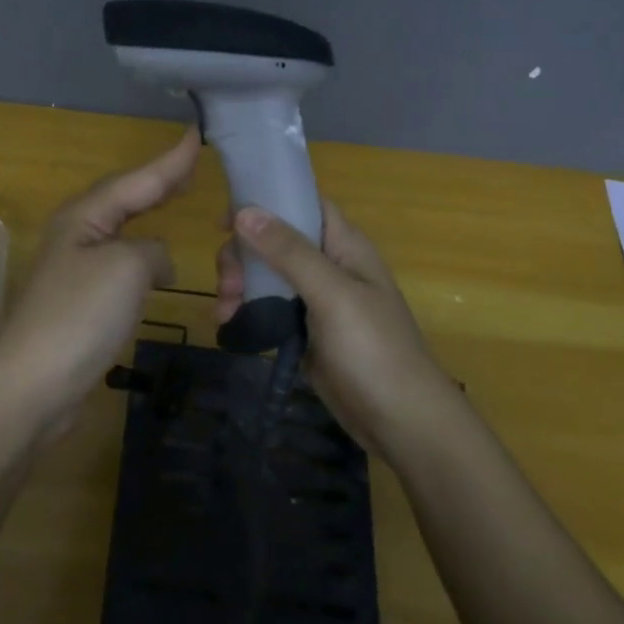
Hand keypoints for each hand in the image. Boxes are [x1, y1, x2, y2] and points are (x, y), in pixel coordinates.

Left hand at [0, 127, 201, 425]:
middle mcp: (77, 234)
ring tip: (176, 198)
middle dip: (158, 181)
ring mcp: (76, 269)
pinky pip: (121, 263)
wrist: (33, 384)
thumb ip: (151, 250)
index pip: (137, 180)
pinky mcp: (81, 302)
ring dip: (150, 213)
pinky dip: (145, 254)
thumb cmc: (80, 314)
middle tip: (192, 163)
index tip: (197, 133)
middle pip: (125, 197)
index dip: (171, 161)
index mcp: (85, 215)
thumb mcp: (127, 267)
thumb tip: (155, 261)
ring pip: (122, 229)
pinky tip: (157, 262)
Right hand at [217, 201, 459, 459]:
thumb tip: (244, 211)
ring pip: (267, 273)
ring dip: (239, 284)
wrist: (400, 422)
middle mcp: (329, 264)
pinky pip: (267, 306)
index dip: (266, 201)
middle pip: (275, 239)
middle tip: (227, 282)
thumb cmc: (373, 349)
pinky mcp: (304, 330)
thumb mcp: (332, 294)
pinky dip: (246, 309)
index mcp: (344, 245)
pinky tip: (228, 323)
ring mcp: (316, 299)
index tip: (225, 217)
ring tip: (223, 311)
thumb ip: (289, 252)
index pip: (303, 203)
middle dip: (244, 254)